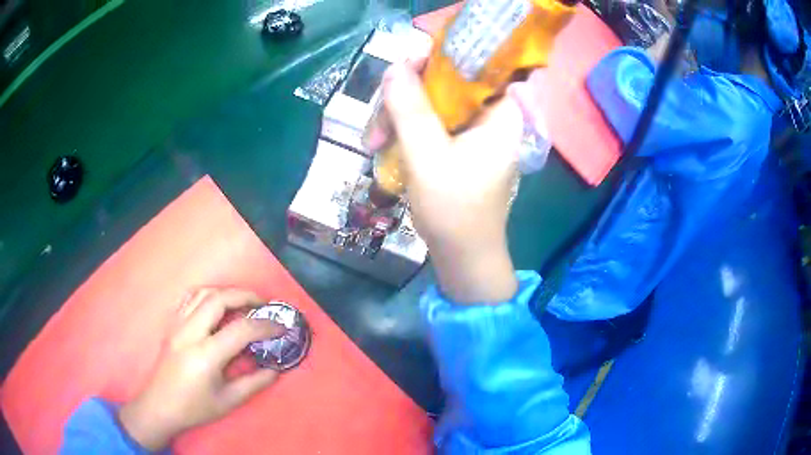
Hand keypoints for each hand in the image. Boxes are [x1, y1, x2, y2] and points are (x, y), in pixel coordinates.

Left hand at [118, 289, 283, 450]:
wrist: (160, 406)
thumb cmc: (195, 408)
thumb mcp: (229, 401)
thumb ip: (255, 382)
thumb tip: (275, 369)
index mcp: (206, 355)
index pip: (241, 329)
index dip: (265, 326)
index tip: (281, 327)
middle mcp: (190, 333)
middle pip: (219, 299)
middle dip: (245, 296)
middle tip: (263, 306)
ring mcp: (177, 325)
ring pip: (202, 293)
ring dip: (226, 292)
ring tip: (242, 303)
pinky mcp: (171, 325)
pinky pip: (188, 298)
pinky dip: (206, 295)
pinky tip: (215, 305)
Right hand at [373, 62, 522, 303]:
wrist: (464, 257)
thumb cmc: (454, 211)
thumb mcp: (427, 156)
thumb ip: (410, 109)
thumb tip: (394, 66)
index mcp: (501, 111)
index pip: (469, 63)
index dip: (432, 60)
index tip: (398, 74)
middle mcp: (492, 114)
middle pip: (444, 83)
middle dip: (404, 98)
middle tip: (376, 128)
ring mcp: (475, 130)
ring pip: (431, 102)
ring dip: (398, 117)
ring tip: (373, 145)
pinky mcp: (460, 145)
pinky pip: (430, 122)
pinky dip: (406, 131)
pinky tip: (385, 147)